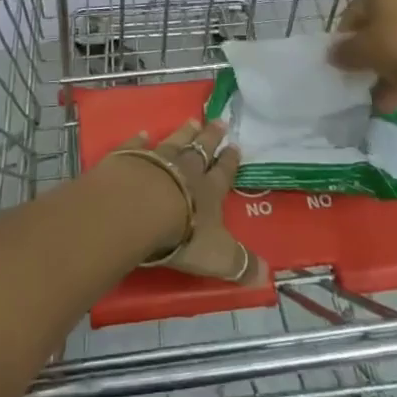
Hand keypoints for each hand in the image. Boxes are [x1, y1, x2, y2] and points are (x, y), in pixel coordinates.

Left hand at [127, 119, 257, 283]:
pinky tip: (143, 132)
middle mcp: (186, 169)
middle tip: (218, 121)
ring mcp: (157, 159)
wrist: (138, 209)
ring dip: (184, 132)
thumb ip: (240, 264)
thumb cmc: (182, 234)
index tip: (235, 145)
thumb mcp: (217, 256)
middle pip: (201, 149)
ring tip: (192, 120)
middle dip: (211, 137)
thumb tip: (267, 275)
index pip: (223, 173)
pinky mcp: (129, 158)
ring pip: (175, 141)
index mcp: (209, 191)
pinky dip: (141, 139)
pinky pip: (137, 145)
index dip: (230, 161)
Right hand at [329, 0, 396, 89]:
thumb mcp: (362, 51)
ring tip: (388, 92)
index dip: (348, 36)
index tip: (346, 59)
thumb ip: (344, 52)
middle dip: (375, 48)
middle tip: (368, 73)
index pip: (356, 8)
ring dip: (395, 58)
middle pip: (384, 19)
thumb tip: (333, 54)